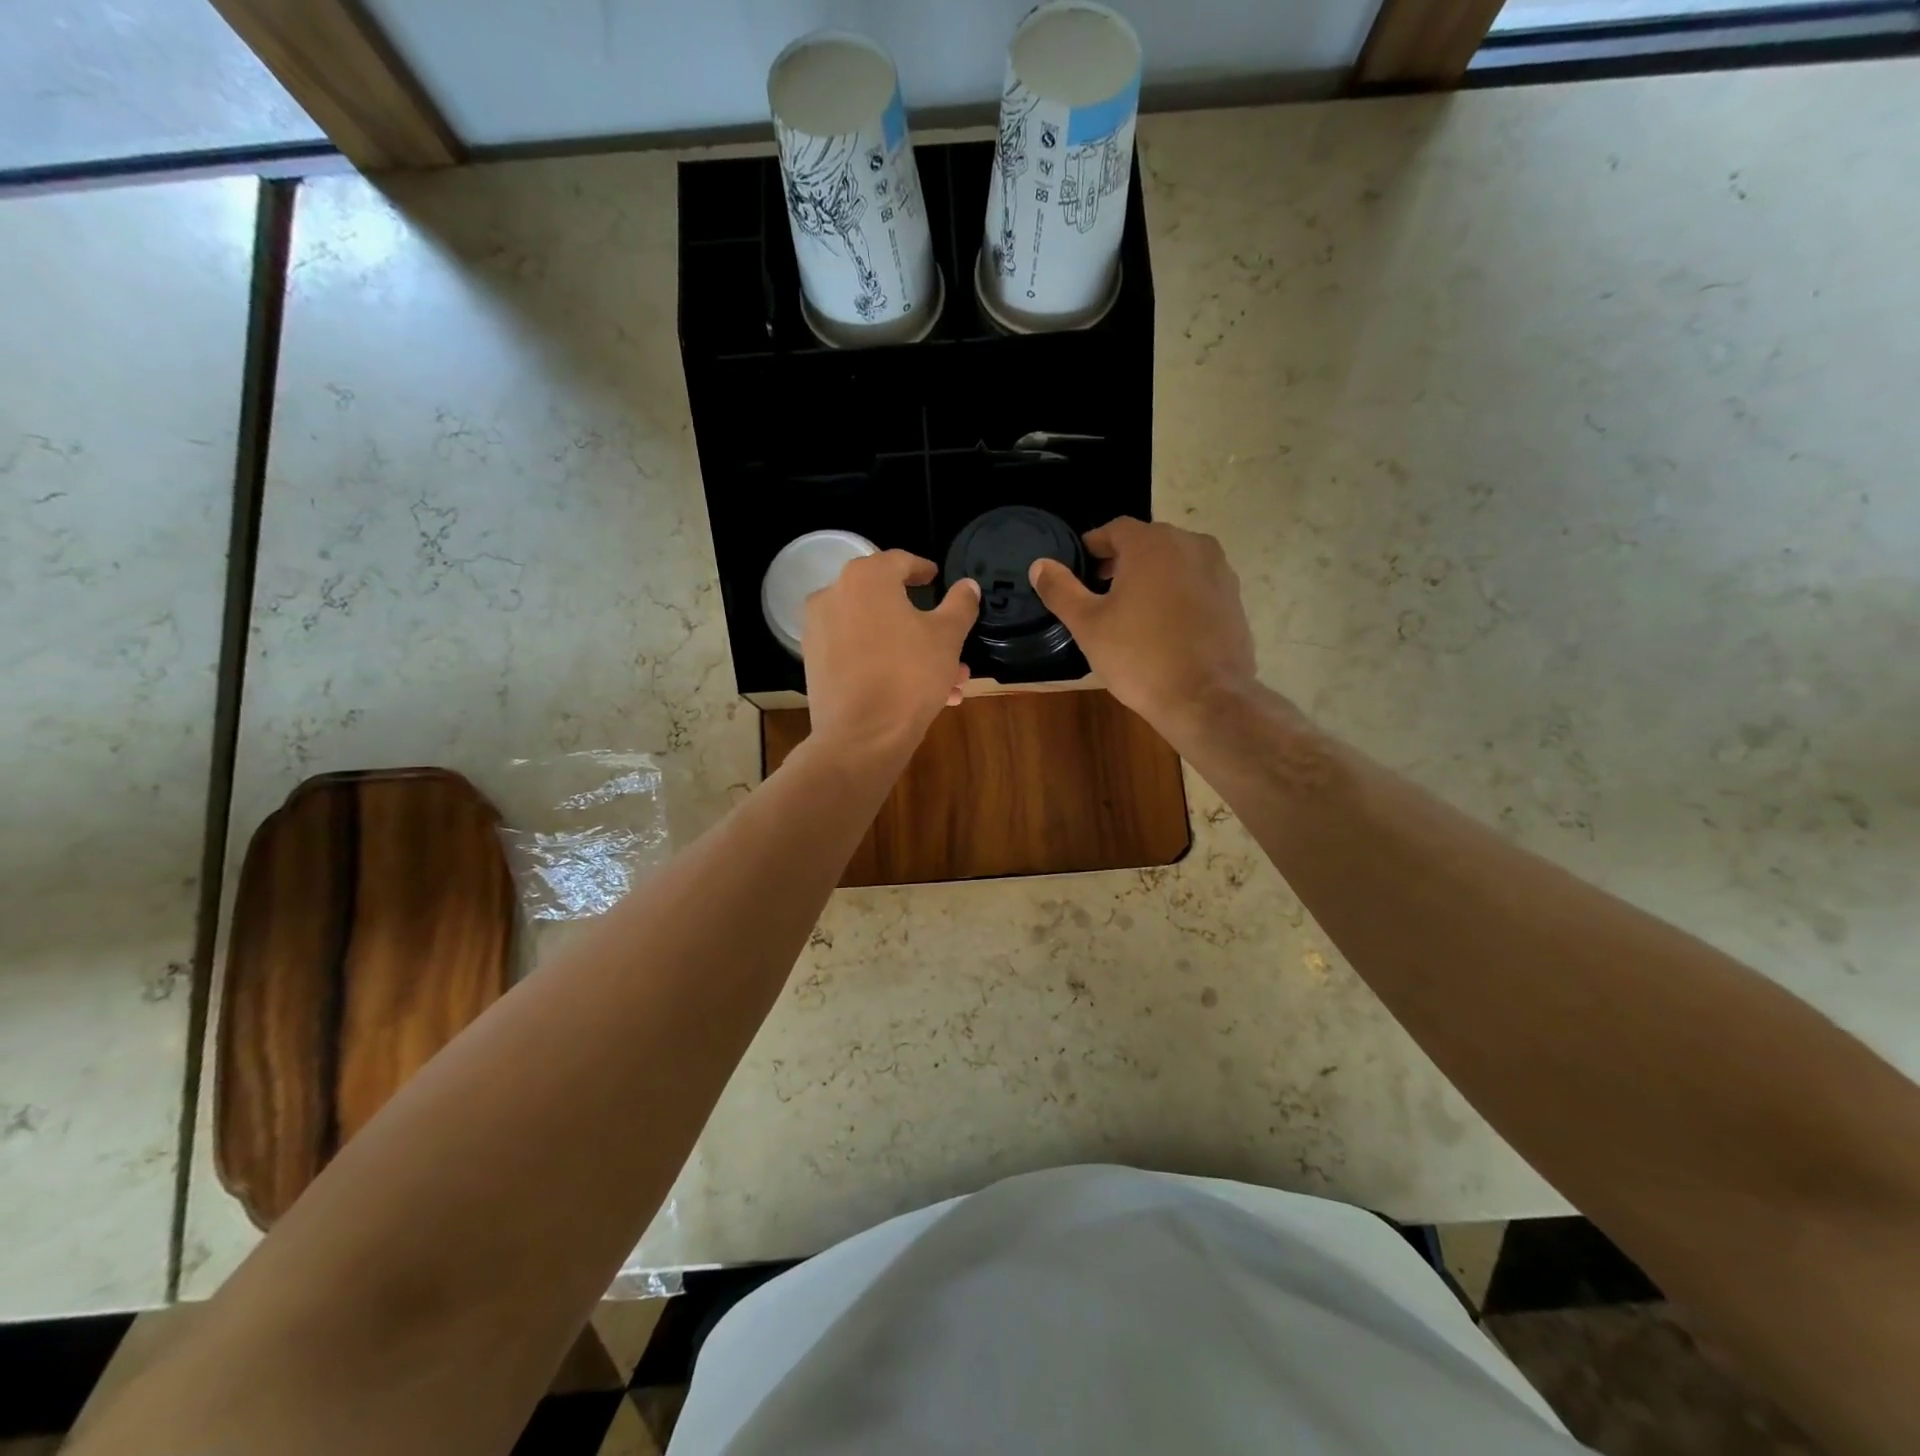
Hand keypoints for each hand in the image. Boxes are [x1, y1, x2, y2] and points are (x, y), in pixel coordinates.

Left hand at [803, 550, 978, 766]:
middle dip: (925, 626)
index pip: (900, 561)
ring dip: (912, 652)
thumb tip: (968, 585)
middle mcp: (833, 595)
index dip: (924, 570)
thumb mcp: (947, 637)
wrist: (861, 736)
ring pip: (877, 634)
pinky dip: (886, 664)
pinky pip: (859, 654)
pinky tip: (917, 692)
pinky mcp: (815, 664)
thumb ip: (960, 605)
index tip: (937, 579)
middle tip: (952, 644)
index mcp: (865, 578)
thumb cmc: (909, 675)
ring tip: (948, 681)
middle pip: (888, 603)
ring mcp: (819, 631)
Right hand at [1029, 517, 1257, 738]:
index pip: (1114, 529)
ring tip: (1131, 612)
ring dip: (1150, 578)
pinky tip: (1163, 628)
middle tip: (1099, 593)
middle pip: (1146, 543)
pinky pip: (1195, 585)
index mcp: (1152, 543)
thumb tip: (1039, 566)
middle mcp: (1191, 544)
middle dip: (1121, 563)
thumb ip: (1061, 590)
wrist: (1205, 698)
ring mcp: (1218, 570)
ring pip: (1174, 563)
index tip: (1078, 570)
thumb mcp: (1088, 625)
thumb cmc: (1139, 657)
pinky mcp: (1234, 597)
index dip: (1092, 547)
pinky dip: (1176, 595)